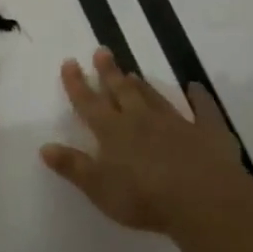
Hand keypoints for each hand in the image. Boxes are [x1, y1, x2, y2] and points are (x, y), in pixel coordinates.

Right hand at [40, 48, 252, 238]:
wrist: (202, 201)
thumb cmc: (143, 198)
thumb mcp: (98, 187)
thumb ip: (73, 166)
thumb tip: (44, 147)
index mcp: (113, 132)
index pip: (89, 103)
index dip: (77, 83)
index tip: (70, 62)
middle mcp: (141, 120)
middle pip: (122, 91)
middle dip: (109, 72)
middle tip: (102, 51)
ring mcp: (176, 123)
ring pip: (154, 97)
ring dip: (142, 85)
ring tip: (133, 72)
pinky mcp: (208, 132)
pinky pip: (203, 109)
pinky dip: (199, 97)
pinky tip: (196, 87)